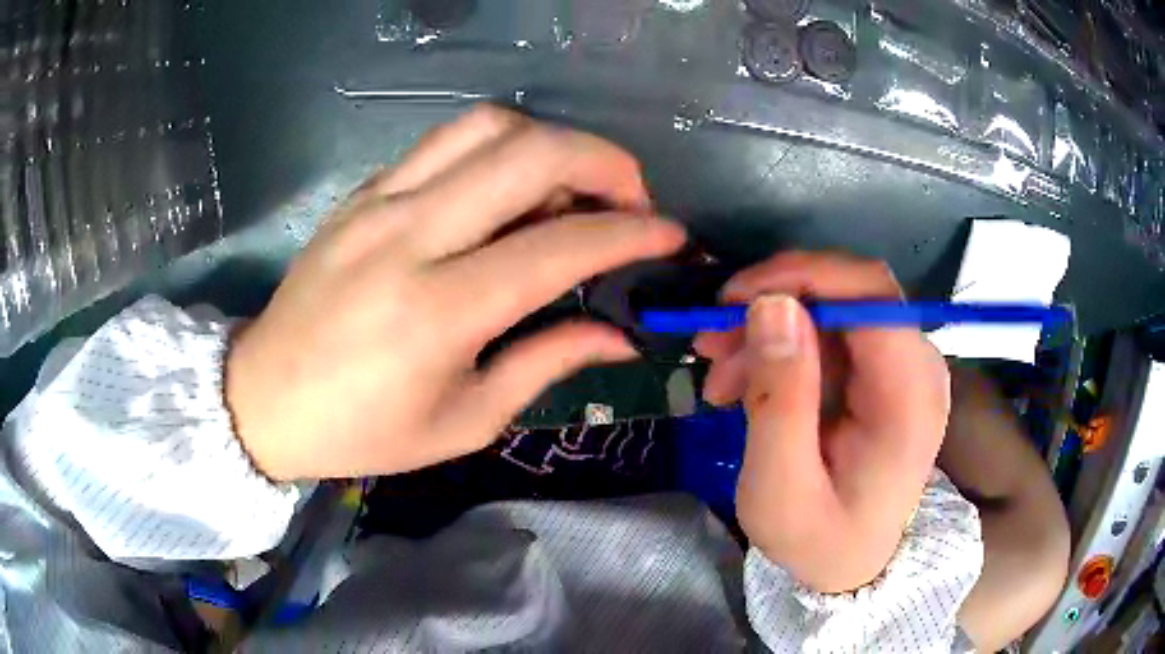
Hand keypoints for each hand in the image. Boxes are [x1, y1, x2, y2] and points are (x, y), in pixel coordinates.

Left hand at [225, 105, 685, 480]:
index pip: (559, 246)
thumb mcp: (462, 421)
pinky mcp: (362, 192)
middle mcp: (410, 237)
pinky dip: (497, 150)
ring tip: (572, 187)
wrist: (264, 398)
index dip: (630, 233)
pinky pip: (444, 142)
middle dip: (605, 162)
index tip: (670, 235)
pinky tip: (505, 191)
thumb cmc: (362, 430)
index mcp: (438, 312)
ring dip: (550, 143)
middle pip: (529, 153)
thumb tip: (619, 337)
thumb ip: (546, 364)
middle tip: (631, 199)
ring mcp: (379, 202)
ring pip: (487, 127)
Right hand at [694, 253, 949, 592]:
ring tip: (720, 378)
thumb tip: (772, 304)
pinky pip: (831, 336)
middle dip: (774, 303)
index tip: (732, 299)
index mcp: (909, 397)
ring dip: (770, 330)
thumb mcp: (780, 490)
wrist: (852, 567)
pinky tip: (747, 384)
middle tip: (710, 341)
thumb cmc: (818, 542)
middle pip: (850, 292)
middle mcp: (919, 367)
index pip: (870, 293)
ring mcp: (905, 367)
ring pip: (833, 310)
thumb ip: (780, 399)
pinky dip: (784, 349)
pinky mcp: (885, 373)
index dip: (801, 275)